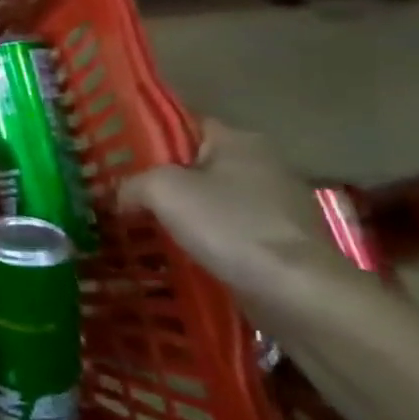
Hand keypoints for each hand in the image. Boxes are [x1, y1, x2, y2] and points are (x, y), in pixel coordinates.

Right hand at [119, 120, 358, 305]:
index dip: (148, 139)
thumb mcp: (163, 191)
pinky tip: (184, 254)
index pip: (183, 126)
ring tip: (147, 228)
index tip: (118, 159)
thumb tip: (121, 196)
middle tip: (125, 196)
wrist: (300, 294)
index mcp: (238, 139)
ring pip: (214, 200)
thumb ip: (132, 183)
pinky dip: (209, 239)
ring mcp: (278, 204)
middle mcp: (263, 163)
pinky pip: (232, 230)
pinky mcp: (284, 241)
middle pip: (197, 164)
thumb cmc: (231, 226)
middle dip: (164, 180)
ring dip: (186, 213)